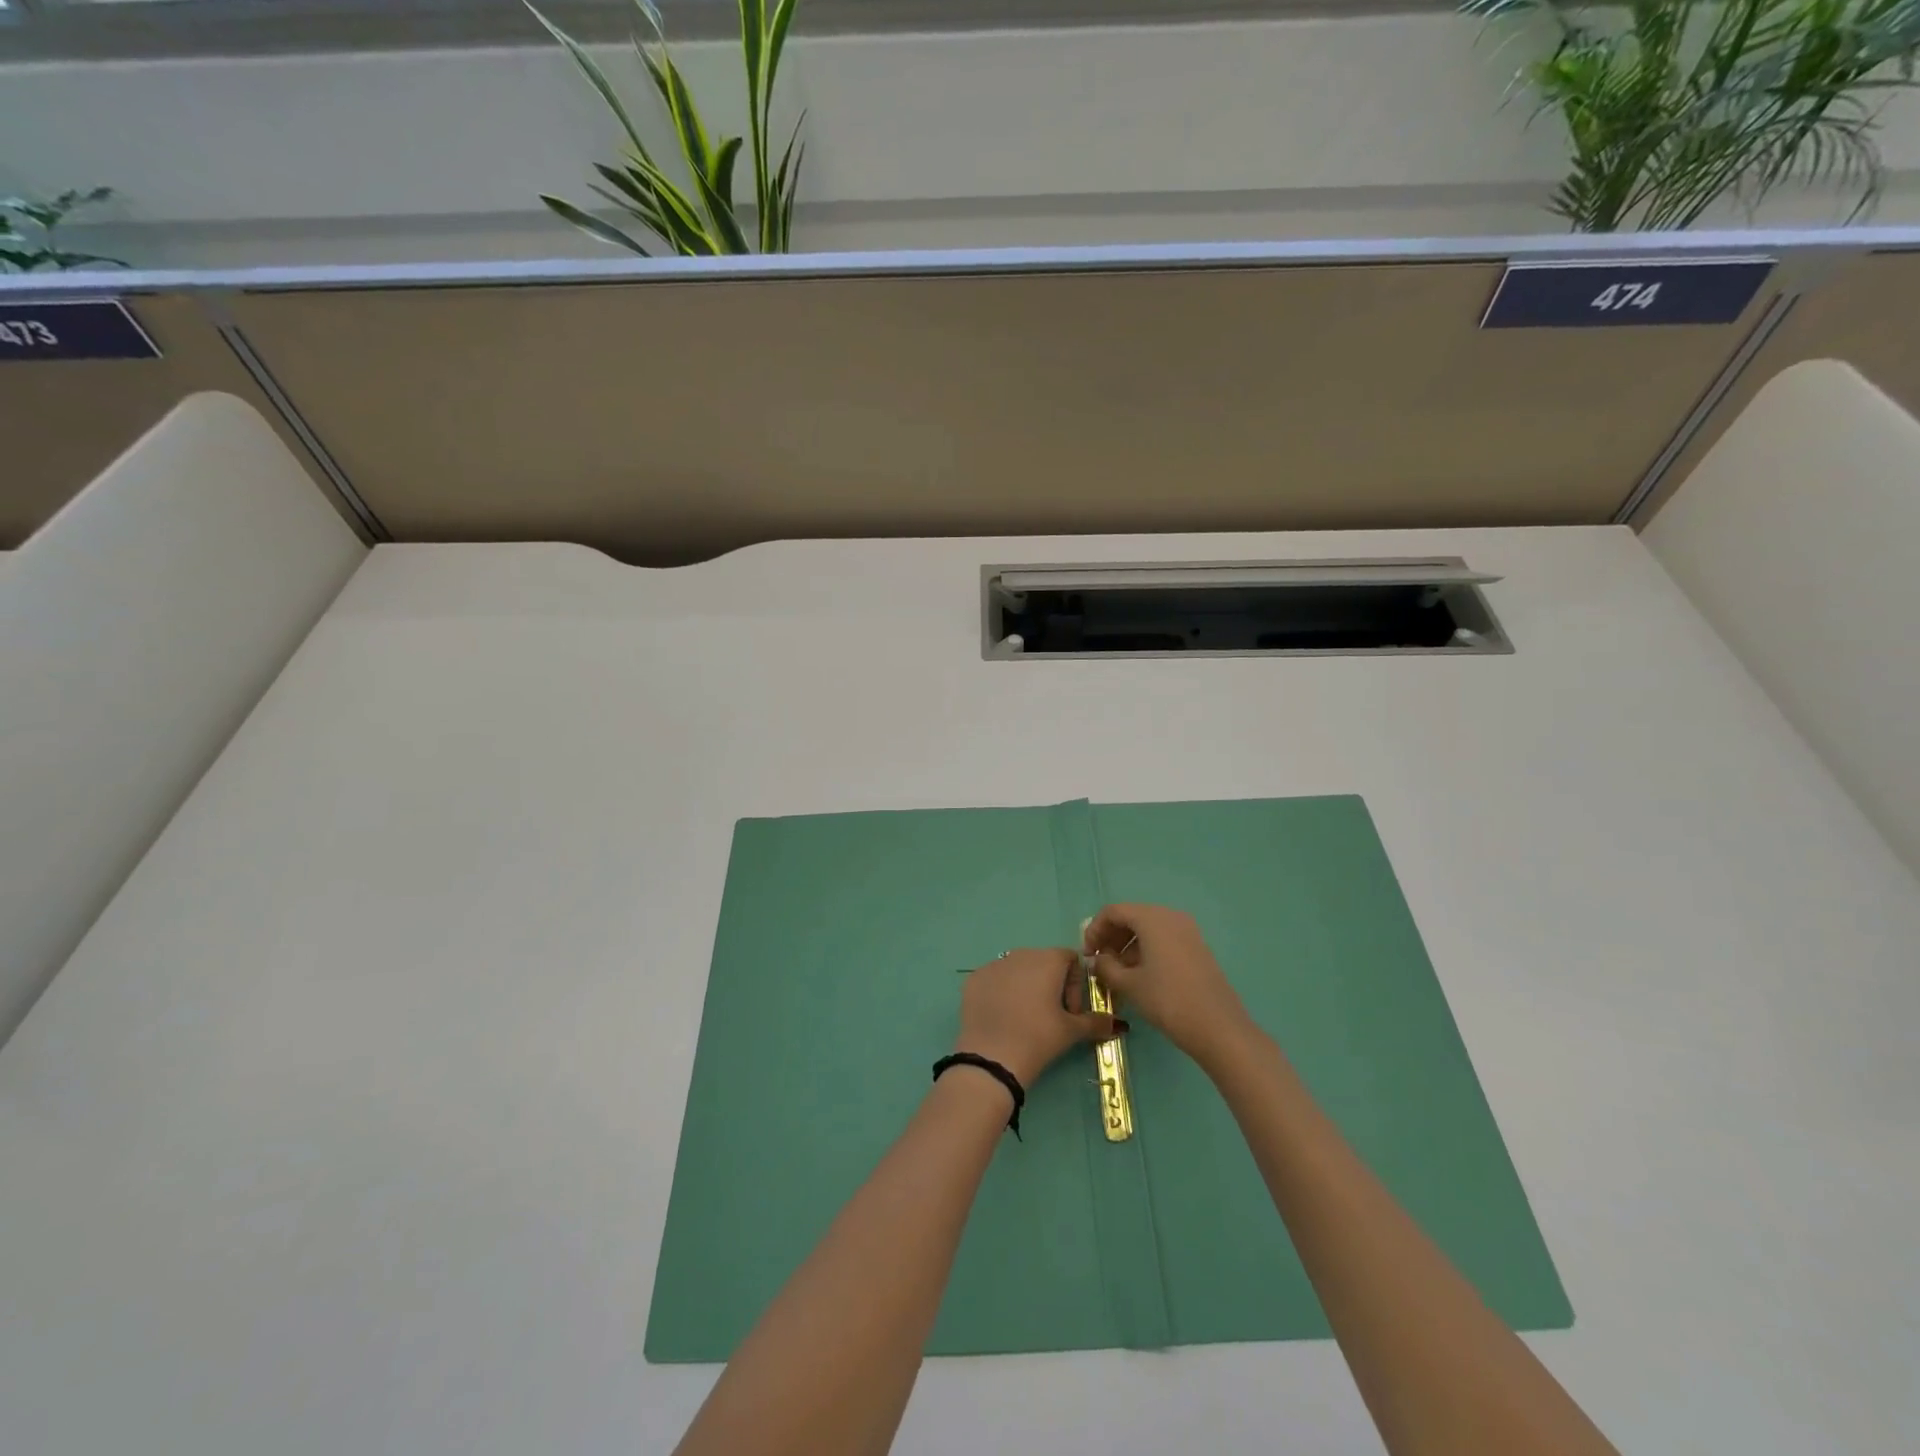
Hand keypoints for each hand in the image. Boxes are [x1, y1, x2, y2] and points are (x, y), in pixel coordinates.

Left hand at [955, 948, 1116, 1088]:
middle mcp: (1020, 953)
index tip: (1071, 1012)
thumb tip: (1118, 1024)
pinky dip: (1002, 993)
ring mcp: (993, 964)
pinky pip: (995, 979)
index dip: (1076, 984)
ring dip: (1026, 987)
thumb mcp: (1071, 1031)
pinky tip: (1003, 1017)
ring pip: (1017, 970)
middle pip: (1043, 963)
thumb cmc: (1038, 1038)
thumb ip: (1096, 1022)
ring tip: (1025, 1019)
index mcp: (1047, 959)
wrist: (991, 1056)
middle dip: (1052, 986)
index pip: (1070, 959)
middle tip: (1051, 1018)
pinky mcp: (974, 979)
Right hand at [1083, 905, 1254, 1070]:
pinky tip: (1140, 976)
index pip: (1113, 912)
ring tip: (1117, 973)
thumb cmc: (1168, 1000)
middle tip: (1099, 963)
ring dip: (1127, 946)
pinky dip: (1146, 951)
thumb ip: (1106, 967)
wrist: (1218, 1028)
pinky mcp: (1197, 948)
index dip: (1094, 930)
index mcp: (1152, 918)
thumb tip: (1097, 961)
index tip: (1087, 955)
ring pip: (1148, 929)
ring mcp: (1188, 932)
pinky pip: (1164, 940)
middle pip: (1132, 917)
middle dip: (1111, 937)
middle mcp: (1171, 916)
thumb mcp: (1129, 985)